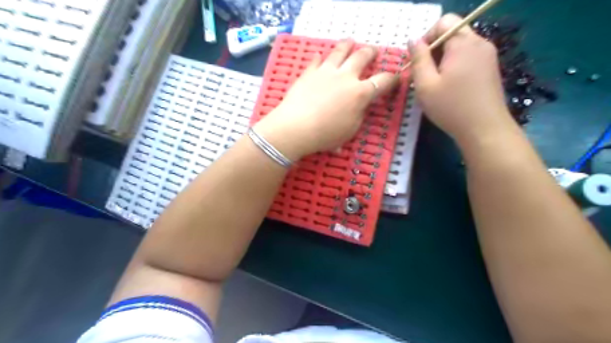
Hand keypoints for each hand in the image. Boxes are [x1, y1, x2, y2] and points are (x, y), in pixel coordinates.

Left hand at [256, 39, 398, 159]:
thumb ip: (359, 114)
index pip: (382, 81)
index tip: (395, 77)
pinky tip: (320, 55)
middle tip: (373, 51)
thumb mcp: (351, 130)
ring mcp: (326, 71)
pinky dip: (320, 57)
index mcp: (360, 93)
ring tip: (351, 41)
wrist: (296, 128)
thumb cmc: (326, 134)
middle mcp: (346, 77)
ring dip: (347, 45)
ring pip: (340, 51)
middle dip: (370, 52)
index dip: (392, 78)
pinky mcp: (309, 72)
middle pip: (362, 57)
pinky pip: (316, 60)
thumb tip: (359, 105)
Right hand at [410, 13, 513, 146]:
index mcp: (463, 43)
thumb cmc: (451, 107)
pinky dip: (455, 65)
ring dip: (443, 59)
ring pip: (460, 46)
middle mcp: (479, 42)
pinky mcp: (491, 68)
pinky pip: (469, 57)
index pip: (444, 22)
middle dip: (434, 50)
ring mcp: (488, 55)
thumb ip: (418, 59)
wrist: (485, 129)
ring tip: (435, 83)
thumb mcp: (425, 84)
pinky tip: (450, 87)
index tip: (417, 60)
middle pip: (452, 33)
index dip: (426, 37)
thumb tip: (413, 40)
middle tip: (423, 74)